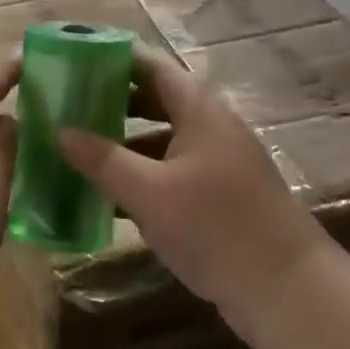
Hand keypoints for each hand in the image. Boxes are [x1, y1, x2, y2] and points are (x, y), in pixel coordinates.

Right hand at [58, 48, 324, 336]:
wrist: (288, 289)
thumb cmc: (214, 226)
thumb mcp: (148, 192)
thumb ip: (102, 159)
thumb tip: (61, 130)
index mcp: (199, 110)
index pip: (152, 66)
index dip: (114, 59)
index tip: (75, 60)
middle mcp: (211, 127)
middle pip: (157, 100)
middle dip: (114, 101)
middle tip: (70, 105)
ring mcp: (219, 162)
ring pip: (164, 138)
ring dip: (126, 141)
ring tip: (80, 147)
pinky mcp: (221, 195)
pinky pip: (173, 170)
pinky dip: (143, 174)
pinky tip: (110, 194)